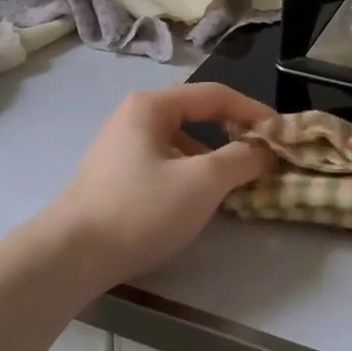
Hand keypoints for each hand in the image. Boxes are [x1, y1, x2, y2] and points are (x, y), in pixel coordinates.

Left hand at [43, 83, 272, 289]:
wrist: (71, 256)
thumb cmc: (141, 209)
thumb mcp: (201, 183)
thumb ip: (240, 160)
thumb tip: (265, 149)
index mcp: (152, 106)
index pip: (214, 95)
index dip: (252, 110)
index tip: (280, 132)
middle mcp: (134, 116)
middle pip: (196, 115)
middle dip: (232, 134)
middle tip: (261, 156)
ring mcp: (121, 146)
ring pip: (180, 143)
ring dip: (211, 158)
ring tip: (234, 184)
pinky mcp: (115, 176)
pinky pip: (164, 163)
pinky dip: (189, 174)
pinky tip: (197, 201)